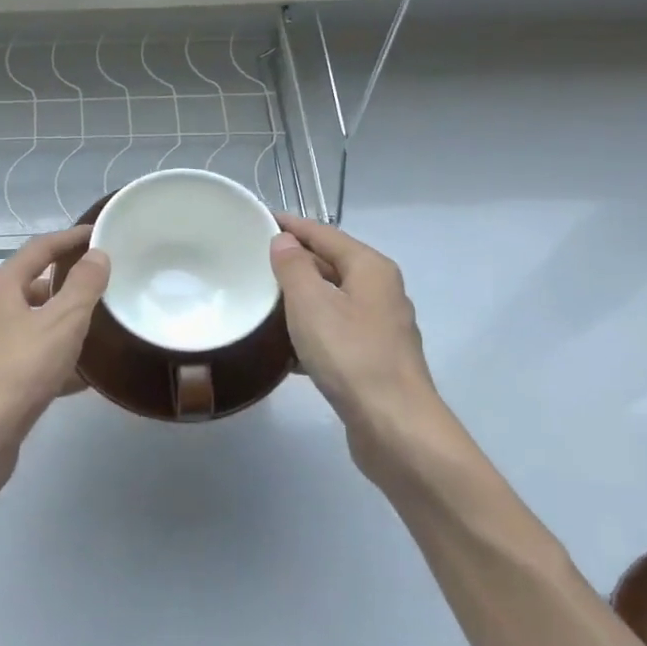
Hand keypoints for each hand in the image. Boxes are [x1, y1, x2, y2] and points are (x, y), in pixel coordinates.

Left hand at [0, 226, 109, 491]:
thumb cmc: (17, 373)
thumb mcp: (62, 324)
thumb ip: (83, 287)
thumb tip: (97, 254)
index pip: (38, 249)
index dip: (69, 239)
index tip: (97, 234)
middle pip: (30, 287)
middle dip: (65, 286)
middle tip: (101, 287)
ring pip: (28, 326)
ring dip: (59, 325)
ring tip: (95, 332)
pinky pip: (24, 358)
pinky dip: (50, 359)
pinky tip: (77, 379)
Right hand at [269, 214, 443, 483]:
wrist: (394, 426)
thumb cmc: (350, 355)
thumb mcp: (312, 304)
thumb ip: (294, 267)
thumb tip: (284, 241)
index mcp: (370, 269)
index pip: (324, 234)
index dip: (291, 226)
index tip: (258, 219)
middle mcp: (380, 292)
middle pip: (331, 265)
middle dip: (294, 262)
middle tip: (251, 261)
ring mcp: (379, 328)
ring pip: (331, 302)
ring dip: (299, 300)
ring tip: (260, 301)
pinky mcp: (372, 360)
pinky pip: (334, 334)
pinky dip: (309, 334)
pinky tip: (283, 349)